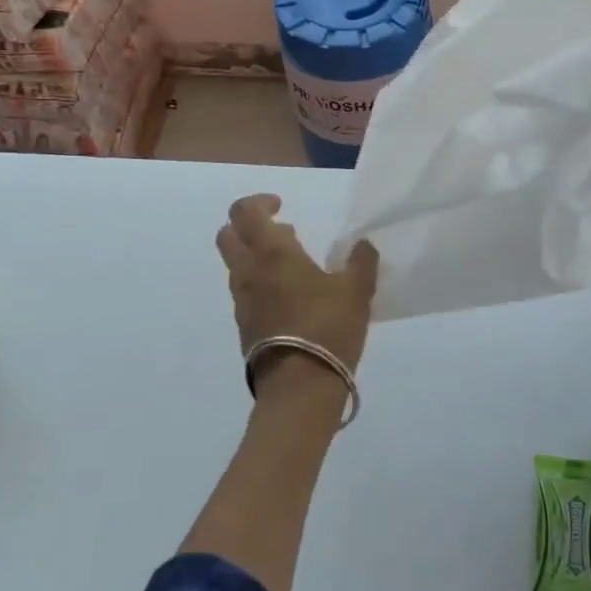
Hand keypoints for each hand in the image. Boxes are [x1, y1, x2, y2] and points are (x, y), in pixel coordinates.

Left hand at [215, 194, 378, 394]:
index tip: (281, 207)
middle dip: (248, 227)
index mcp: (272, 253)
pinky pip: (246, 294)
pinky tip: (291, 299)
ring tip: (294, 268)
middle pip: (228, 237)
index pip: (244, 213)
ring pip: (236, 267)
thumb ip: (361, 262)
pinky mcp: (244, 328)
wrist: (299, 388)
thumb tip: (363, 245)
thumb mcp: (357, 292)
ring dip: (256, 258)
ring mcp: (242, 303)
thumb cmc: (328, 328)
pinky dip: (261, 285)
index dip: (259, 202)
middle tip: (281, 233)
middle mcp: (248, 273)